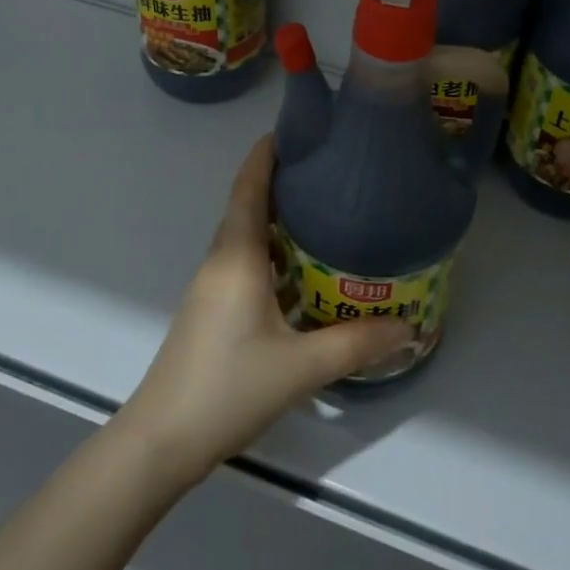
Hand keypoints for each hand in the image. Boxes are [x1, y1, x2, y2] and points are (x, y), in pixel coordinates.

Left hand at [115, 135, 408, 488]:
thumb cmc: (227, 388)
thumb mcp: (300, 367)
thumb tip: (409, 326)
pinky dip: (275, 255)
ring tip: (326, 213)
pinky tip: (305, 274)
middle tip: (330, 170)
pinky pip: (246, 264)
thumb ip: (356, 344)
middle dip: (283, 181)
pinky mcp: (213, 311)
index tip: (298, 128)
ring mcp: (212, 287)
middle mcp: (221, 262)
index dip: (267, 153)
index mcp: (236, 257)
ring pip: (248, 237)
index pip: (249, 187)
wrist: (161, 442)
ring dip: (280, 220)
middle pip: (249, 206)